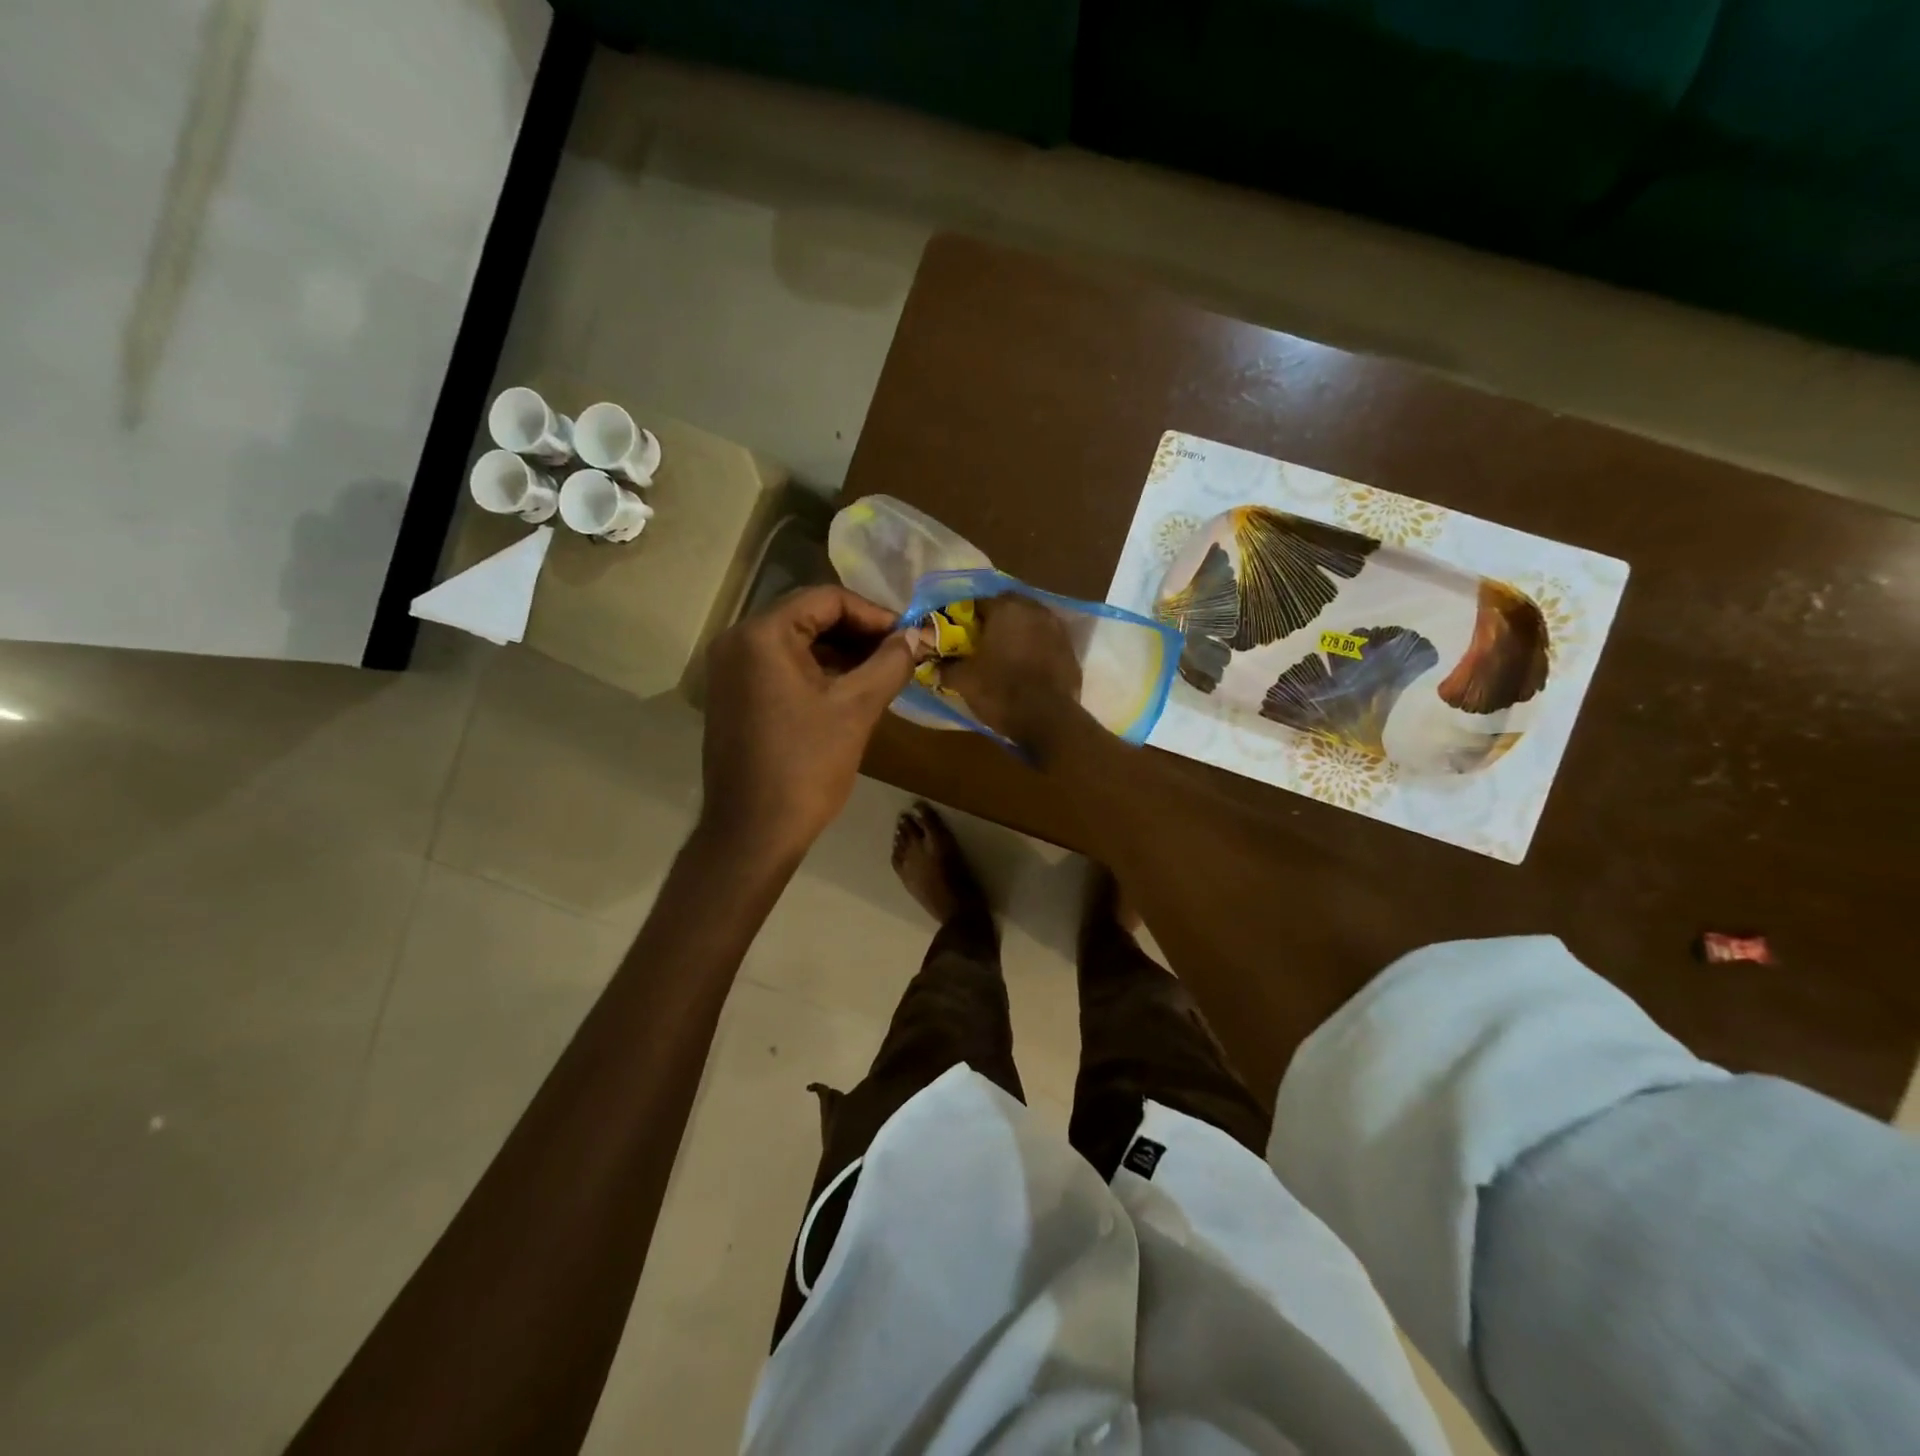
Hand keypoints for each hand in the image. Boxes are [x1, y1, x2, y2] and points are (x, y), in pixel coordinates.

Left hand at [702, 585, 920, 862]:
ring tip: (881, 672)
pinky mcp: (733, 695)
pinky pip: (780, 666)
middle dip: (858, 632)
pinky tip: (850, 689)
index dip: (874, 614)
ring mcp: (730, 670)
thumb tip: (916, 636)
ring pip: (796, 642)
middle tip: (899, 653)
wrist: (752, 833)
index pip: (827, 599)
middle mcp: (737, 641)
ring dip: (840, 652)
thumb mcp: (856, 709)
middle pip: (808, 615)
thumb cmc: (805, 767)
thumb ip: (890, 663)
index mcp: (762, 635)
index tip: (908, 636)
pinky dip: (817, 671)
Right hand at [942, 594, 1083, 749]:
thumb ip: (946, 668)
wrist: (1049, 720)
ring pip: (1030, 622)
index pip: (978, 601)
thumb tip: (934, 666)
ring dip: (1017, 632)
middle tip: (980, 642)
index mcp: (1006, 609)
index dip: (964, 617)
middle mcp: (1034, 610)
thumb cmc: (1001, 692)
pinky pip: (1045, 641)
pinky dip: (1034, 648)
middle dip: (994, 620)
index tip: (956, 633)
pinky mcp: (1070, 650)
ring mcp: (1057, 628)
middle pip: (1008, 607)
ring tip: (1003, 653)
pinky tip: (1025, 666)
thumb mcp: (964, 681)